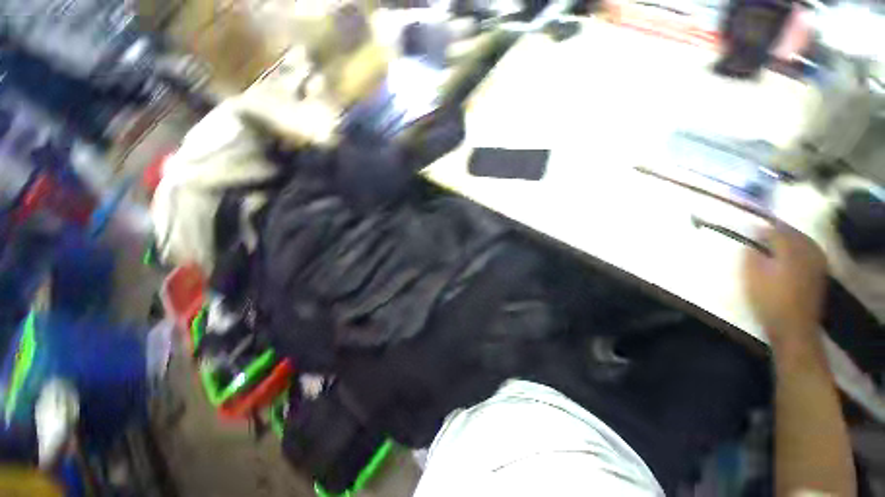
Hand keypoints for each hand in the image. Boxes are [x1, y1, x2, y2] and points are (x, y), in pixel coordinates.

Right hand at [742, 221, 826, 350]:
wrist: (794, 328)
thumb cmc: (769, 301)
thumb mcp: (751, 278)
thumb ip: (750, 257)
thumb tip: (749, 244)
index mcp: (789, 252)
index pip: (777, 232)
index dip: (762, 229)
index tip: (750, 229)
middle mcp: (806, 253)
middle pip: (794, 234)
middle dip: (780, 230)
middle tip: (764, 230)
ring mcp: (816, 264)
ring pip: (805, 241)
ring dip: (792, 237)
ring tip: (779, 238)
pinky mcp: (819, 274)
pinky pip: (812, 251)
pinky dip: (802, 247)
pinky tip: (795, 251)